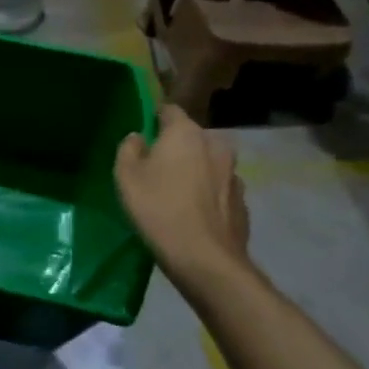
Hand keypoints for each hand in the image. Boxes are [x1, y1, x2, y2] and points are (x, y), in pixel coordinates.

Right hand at [114, 105, 250, 270]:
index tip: (142, 136)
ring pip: (207, 164)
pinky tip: (194, 215)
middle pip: (190, 138)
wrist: (205, 259)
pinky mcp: (242, 201)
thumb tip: (138, 138)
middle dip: (175, 148)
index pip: (169, 110)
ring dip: (194, 172)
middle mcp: (216, 145)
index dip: (154, 119)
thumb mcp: (126, 176)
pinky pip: (218, 189)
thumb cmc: (159, 209)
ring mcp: (234, 173)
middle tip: (155, 170)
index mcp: (186, 133)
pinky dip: (207, 195)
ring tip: (175, 195)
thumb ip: (128, 148)